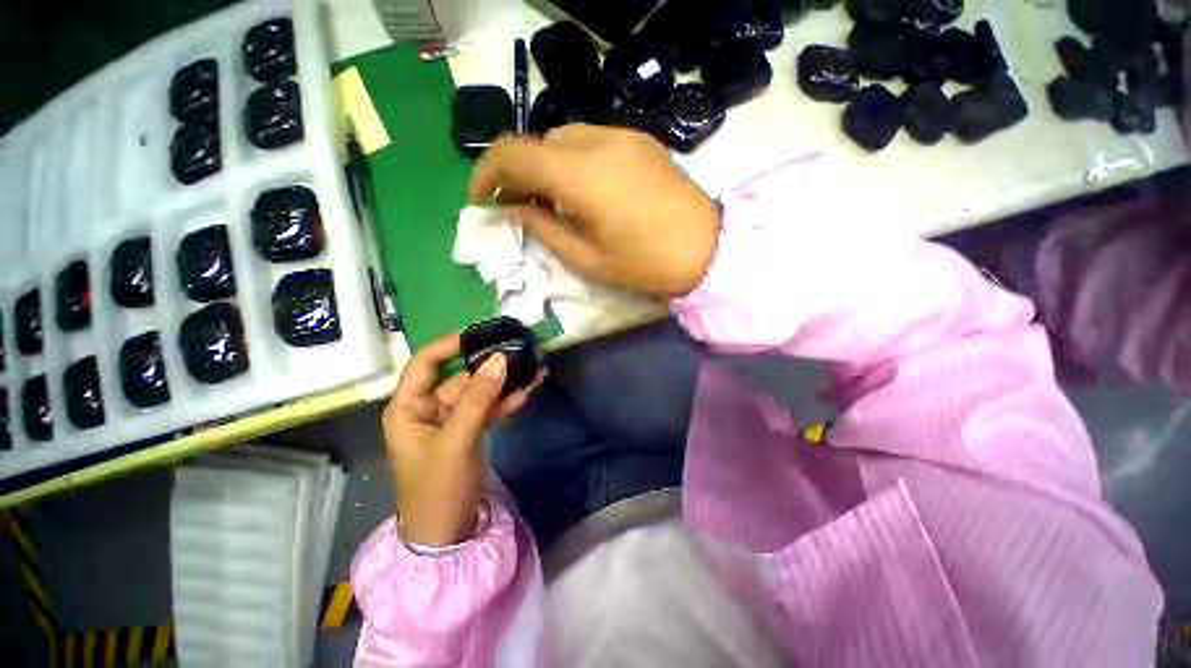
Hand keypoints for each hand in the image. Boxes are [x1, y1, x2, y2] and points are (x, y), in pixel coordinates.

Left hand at [383, 333, 542, 546]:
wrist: (447, 533)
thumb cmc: (438, 487)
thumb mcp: (457, 440)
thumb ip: (479, 398)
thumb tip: (499, 359)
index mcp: (409, 406)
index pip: (427, 361)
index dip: (452, 343)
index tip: (483, 332)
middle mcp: (428, 407)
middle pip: (461, 376)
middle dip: (491, 365)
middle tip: (521, 350)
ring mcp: (452, 419)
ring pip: (480, 391)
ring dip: (505, 381)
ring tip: (534, 367)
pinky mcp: (470, 430)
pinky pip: (489, 407)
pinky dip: (507, 399)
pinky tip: (529, 389)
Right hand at [469, 125, 719, 295]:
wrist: (710, 249)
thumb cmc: (647, 264)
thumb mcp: (588, 258)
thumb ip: (543, 228)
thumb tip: (509, 210)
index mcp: (582, 175)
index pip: (513, 153)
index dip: (486, 173)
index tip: (481, 201)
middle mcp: (599, 141)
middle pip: (538, 143)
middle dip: (518, 174)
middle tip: (519, 209)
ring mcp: (623, 135)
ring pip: (563, 139)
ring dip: (546, 167)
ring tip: (552, 202)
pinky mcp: (640, 140)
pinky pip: (591, 141)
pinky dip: (573, 161)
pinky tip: (584, 190)